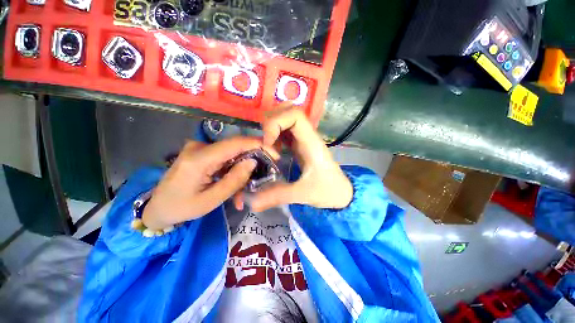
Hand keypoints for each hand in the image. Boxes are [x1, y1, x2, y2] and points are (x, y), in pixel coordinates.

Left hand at [142, 137, 267, 229]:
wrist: (157, 208)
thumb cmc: (182, 208)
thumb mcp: (211, 200)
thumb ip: (234, 180)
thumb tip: (253, 162)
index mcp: (199, 159)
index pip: (235, 144)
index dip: (258, 145)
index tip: (275, 154)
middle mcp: (199, 147)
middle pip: (236, 147)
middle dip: (253, 160)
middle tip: (263, 175)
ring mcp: (199, 148)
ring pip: (232, 154)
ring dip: (242, 169)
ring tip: (244, 190)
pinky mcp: (202, 153)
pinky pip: (225, 158)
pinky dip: (233, 170)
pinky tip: (234, 185)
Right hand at [247, 105, 352, 211]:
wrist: (341, 192)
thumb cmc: (328, 191)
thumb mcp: (302, 194)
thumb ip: (277, 196)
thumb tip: (252, 204)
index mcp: (311, 143)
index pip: (295, 115)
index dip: (276, 122)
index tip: (268, 142)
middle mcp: (307, 136)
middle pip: (289, 110)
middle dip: (272, 121)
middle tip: (265, 142)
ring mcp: (304, 138)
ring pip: (287, 117)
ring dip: (272, 126)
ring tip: (267, 145)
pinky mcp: (300, 144)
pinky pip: (286, 129)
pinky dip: (275, 133)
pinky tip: (273, 148)